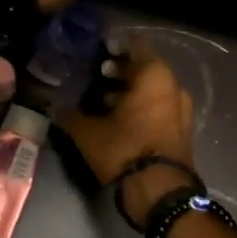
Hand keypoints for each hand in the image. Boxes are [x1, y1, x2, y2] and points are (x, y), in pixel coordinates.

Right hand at [56, 42, 195, 224]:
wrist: (160, 192)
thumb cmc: (125, 149)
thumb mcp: (87, 132)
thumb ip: (70, 114)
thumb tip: (55, 105)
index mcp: (154, 75)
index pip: (134, 45)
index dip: (114, 45)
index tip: (95, 50)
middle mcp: (173, 86)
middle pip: (144, 68)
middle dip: (119, 70)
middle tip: (94, 75)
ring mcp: (181, 109)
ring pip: (152, 90)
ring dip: (129, 91)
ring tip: (101, 99)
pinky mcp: (181, 130)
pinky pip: (158, 108)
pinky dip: (140, 108)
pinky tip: (117, 119)